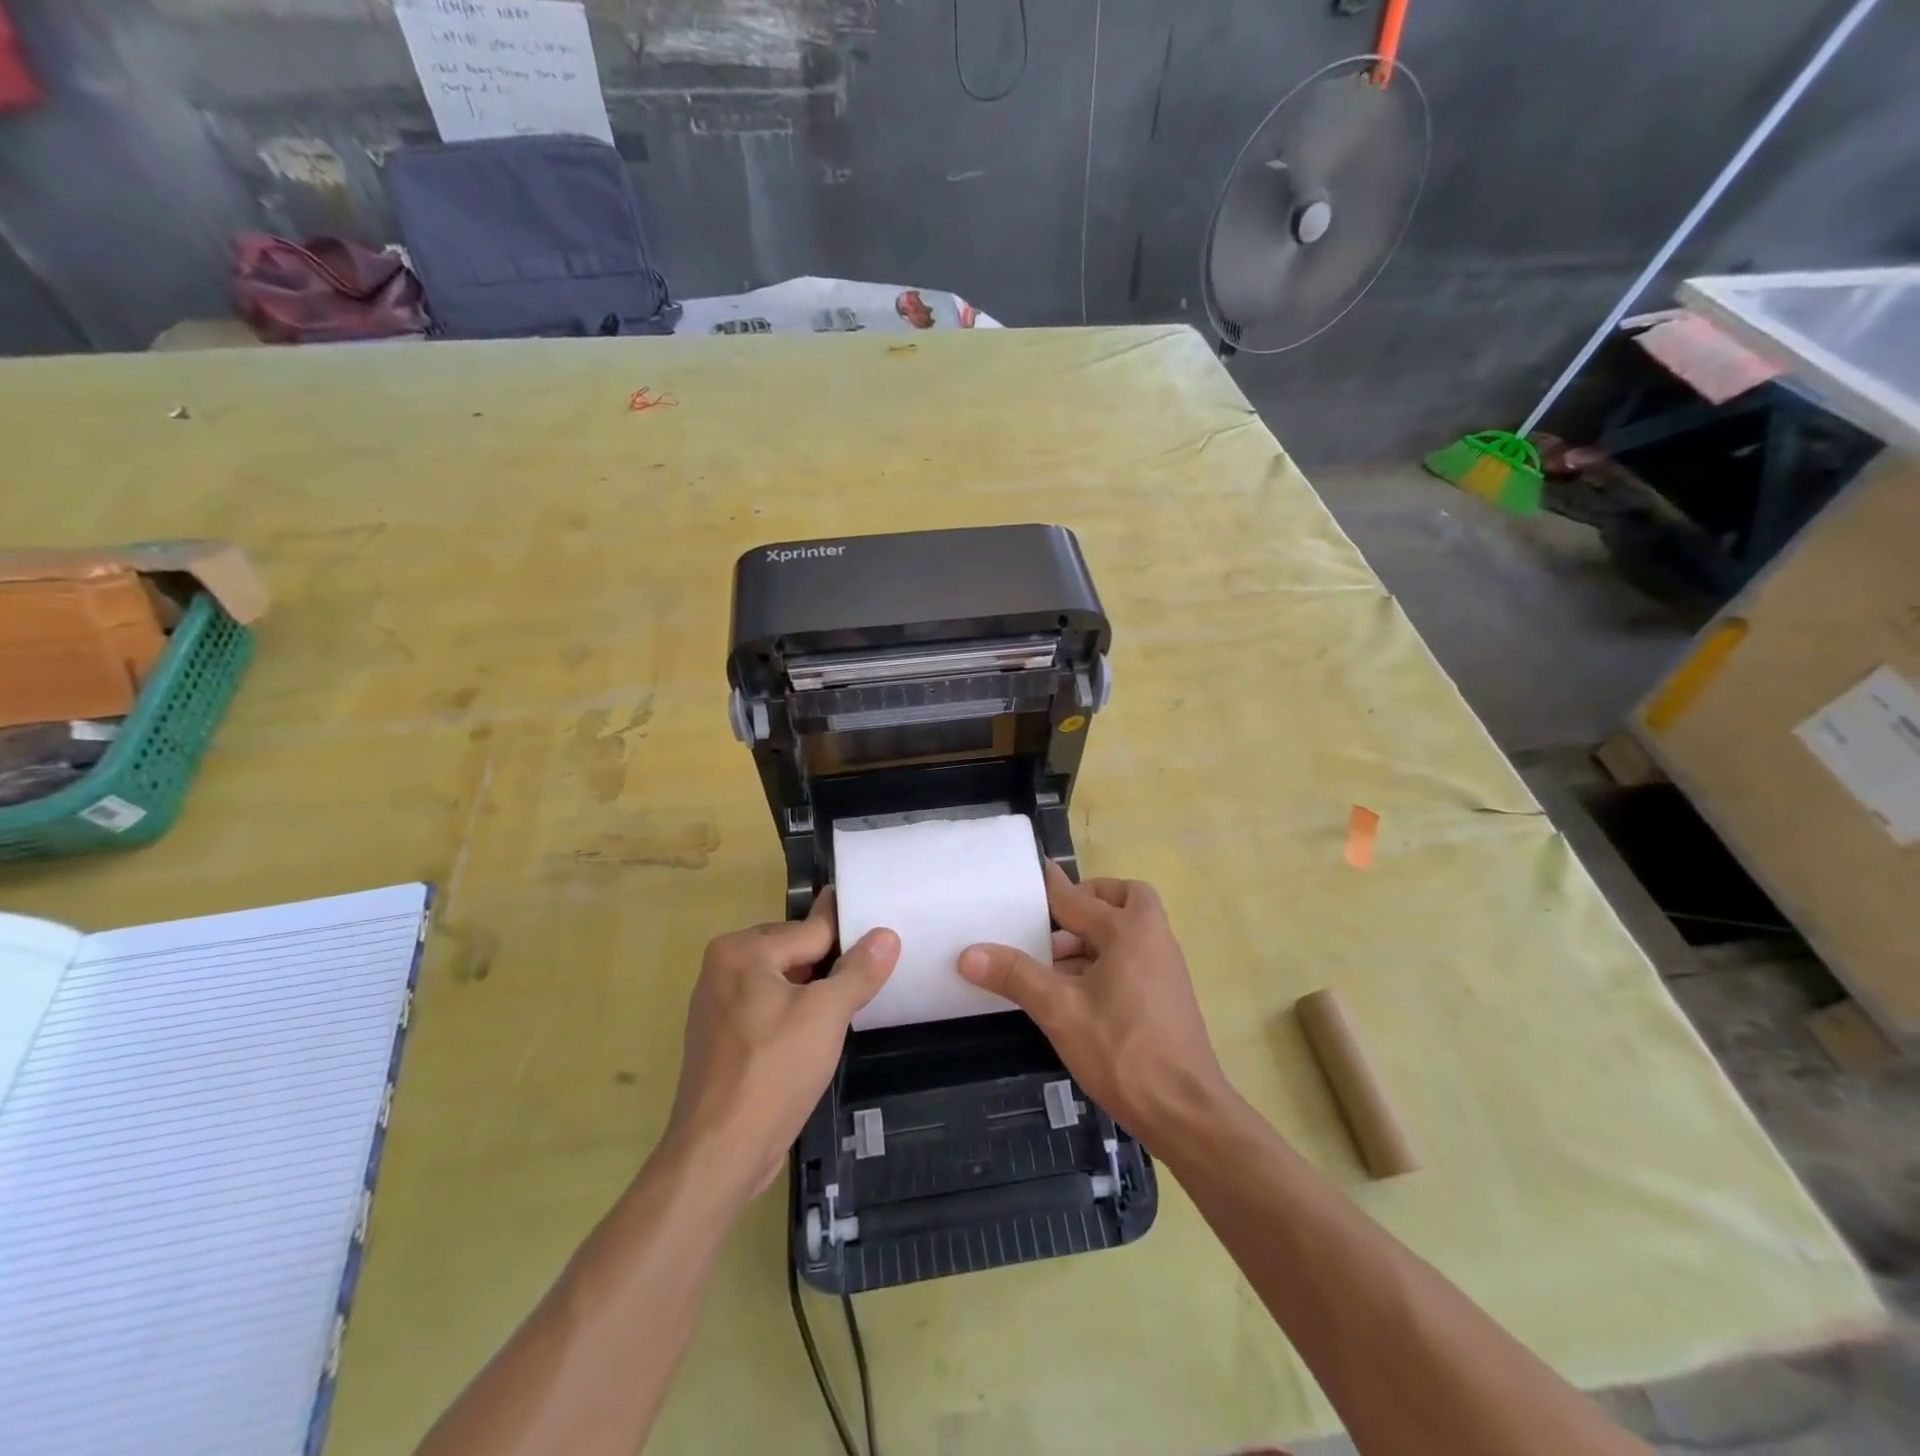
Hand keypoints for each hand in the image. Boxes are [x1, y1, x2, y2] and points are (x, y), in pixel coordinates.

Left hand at [664, 891, 898, 1200]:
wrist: (719, 1154)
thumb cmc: (774, 1071)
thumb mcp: (827, 1014)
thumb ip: (859, 970)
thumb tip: (886, 935)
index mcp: (742, 950)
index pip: (812, 931)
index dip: (850, 937)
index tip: (882, 928)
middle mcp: (723, 968)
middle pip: (795, 953)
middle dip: (831, 966)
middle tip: (874, 976)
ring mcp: (717, 1006)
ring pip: (783, 984)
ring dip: (815, 993)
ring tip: (853, 1003)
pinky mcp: (722, 1040)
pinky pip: (768, 1010)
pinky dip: (795, 1015)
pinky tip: (818, 1035)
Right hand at [958, 862, 1230, 1148]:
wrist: (1185, 1112)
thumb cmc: (1122, 1051)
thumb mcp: (1059, 1011)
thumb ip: (1016, 976)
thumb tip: (969, 953)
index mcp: (1129, 930)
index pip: (1076, 897)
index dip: (1047, 886)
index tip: (1026, 873)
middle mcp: (1153, 938)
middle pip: (1123, 899)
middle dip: (1089, 902)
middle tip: (1053, 921)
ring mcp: (1165, 967)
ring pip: (1128, 931)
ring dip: (1093, 936)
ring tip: (1052, 964)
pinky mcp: (1167, 994)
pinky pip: (1134, 958)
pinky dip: (1106, 960)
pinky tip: (1076, 993)